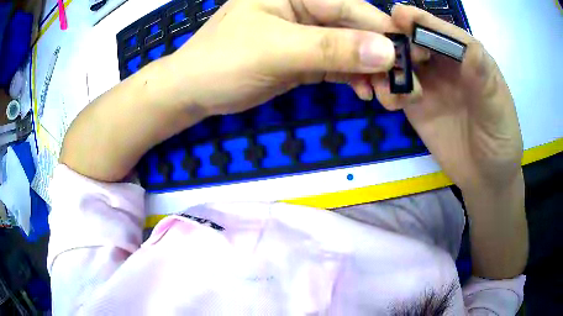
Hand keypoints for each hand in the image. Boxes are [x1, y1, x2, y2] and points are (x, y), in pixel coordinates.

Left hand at [165, 0, 398, 115]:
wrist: (195, 91)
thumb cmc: (222, 62)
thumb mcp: (275, 50)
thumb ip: (330, 48)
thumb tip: (386, 52)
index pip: (351, 8)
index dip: (384, 33)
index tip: (411, 61)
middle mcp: (306, 7)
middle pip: (357, 28)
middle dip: (383, 58)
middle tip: (404, 88)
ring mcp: (307, 32)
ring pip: (353, 48)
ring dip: (374, 72)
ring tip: (389, 97)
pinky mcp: (306, 55)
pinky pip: (341, 63)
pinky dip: (357, 78)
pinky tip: (367, 92)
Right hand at [375, 5, 523, 192]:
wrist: (485, 178)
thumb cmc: (500, 143)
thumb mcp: (499, 115)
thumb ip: (486, 83)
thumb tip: (471, 48)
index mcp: (467, 56)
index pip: (441, 31)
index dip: (421, 22)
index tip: (398, 16)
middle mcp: (444, 63)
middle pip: (413, 39)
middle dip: (394, 40)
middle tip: (383, 55)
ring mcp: (427, 82)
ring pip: (398, 60)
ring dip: (384, 65)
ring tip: (382, 85)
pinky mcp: (415, 104)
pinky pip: (394, 88)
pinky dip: (385, 89)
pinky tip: (387, 102)